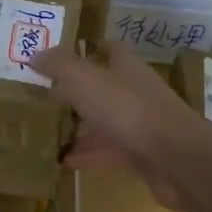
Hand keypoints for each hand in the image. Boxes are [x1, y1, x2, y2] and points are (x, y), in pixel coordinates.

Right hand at [29, 44, 211, 211]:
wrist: (176, 158)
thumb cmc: (129, 110)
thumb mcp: (85, 81)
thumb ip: (59, 66)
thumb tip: (35, 54)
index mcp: (125, 66)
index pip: (105, 50)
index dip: (82, 52)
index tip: (53, 62)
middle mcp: (134, 91)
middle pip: (101, 88)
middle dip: (74, 94)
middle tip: (41, 101)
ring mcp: (140, 123)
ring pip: (104, 121)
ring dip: (79, 128)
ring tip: (46, 134)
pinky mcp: (141, 153)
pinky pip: (108, 151)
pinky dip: (88, 154)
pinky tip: (64, 161)